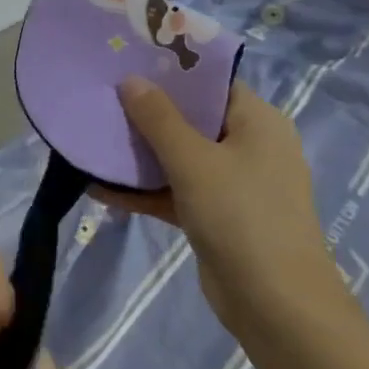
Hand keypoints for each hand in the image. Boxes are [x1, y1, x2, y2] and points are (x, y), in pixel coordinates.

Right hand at [95, 76, 331, 334]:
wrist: (275, 305)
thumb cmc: (240, 216)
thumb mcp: (193, 160)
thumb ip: (158, 118)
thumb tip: (131, 80)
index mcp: (257, 122)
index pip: (211, 83)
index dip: (170, 72)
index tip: (127, 63)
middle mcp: (249, 147)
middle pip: (191, 119)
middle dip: (145, 114)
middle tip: (101, 99)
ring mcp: (233, 184)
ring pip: (179, 158)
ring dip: (139, 155)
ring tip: (92, 141)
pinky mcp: (216, 216)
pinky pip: (175, 192)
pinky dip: (144, 191)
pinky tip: (99, 189)